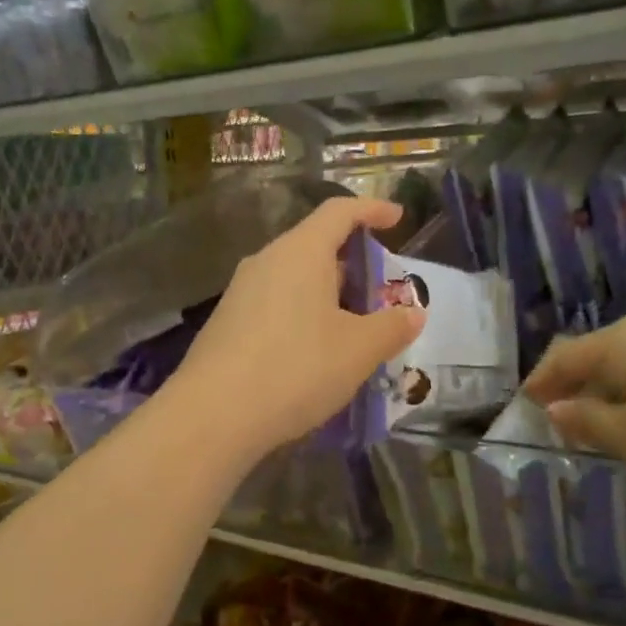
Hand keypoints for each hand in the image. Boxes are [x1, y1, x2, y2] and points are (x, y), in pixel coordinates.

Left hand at [165, 197, 424, 460]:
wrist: (213, 415)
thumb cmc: (296, 369)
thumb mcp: (358, 350)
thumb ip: (391, 327)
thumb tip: (412, 313)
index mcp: (300, 252)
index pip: (340, 212)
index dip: (372, 210)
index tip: (397, 217)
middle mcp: (266, 261)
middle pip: (316, 246)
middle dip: (353, 264)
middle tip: (381, 292)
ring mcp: (240, 293)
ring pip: (294, 279)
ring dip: (328, 295)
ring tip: (354, 329)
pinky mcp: (226, 324)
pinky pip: (275, 305)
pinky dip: (303, 316)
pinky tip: (314, 353)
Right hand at [522, 310, 625, 500]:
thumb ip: (590, 424)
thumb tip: (557, 409)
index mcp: (622, 342)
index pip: (564, 357)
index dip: (541, 382)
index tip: (527, 404)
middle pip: (602, 352)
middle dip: (581, 384)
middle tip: (570, 417)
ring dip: (621, 386)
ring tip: (621, 420)